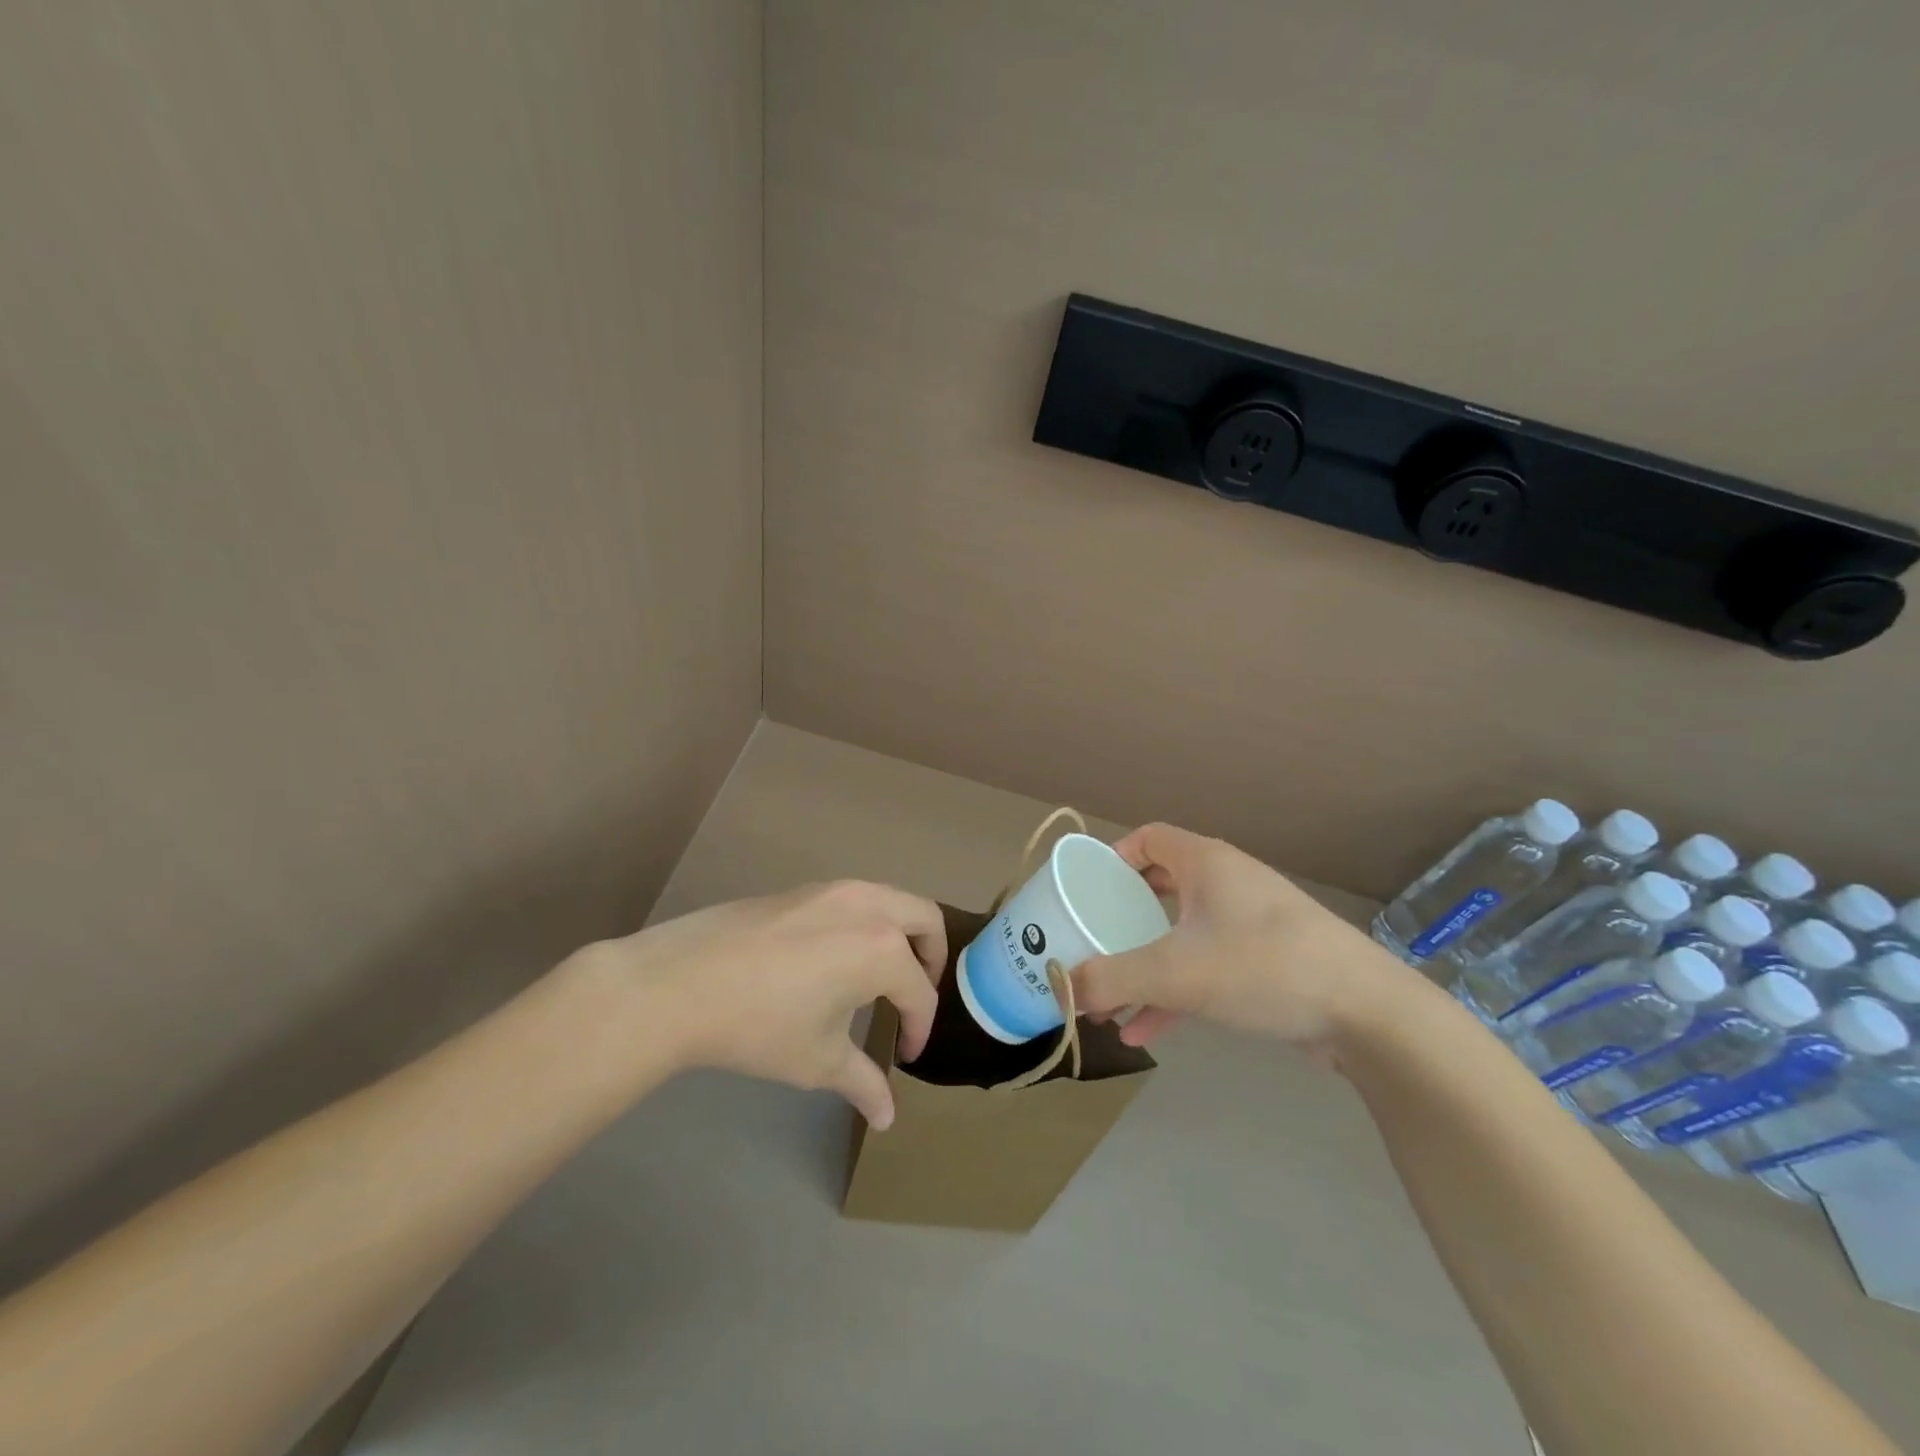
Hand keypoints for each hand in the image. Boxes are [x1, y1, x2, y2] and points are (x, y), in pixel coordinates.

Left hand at [584, 881, 944, 1129]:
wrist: (680, 983)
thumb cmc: (760, 1025)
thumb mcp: (818, 1060)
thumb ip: (863, 1083)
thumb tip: (887, 1118)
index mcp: (882, 950)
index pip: (920, 993)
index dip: (918, 1029)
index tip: (904, 1056)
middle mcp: (869, 907)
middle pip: (926, 919)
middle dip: (932, 958)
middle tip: (915, 996)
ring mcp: (835, 890)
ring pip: (892, 899)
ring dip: (901, 933)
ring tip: (881, 975)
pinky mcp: (804, 889)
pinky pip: (856, 898)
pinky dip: (867, 922)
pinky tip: (836, 958)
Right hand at [1071, 824, 1408, 1052]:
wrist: (1366, 1013)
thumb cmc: (1263, 966)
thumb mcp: (1176, 973)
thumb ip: (1112, 979)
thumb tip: (1060, 988)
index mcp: (1205, 863)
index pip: (1148, 838)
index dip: (1113, 857)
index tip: (1087, 890)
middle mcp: (1227, 884)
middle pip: (1160, 888)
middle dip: (1122, 919)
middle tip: (1091, 942)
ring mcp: (1250, 924)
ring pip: (1181, 934)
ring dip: (1144, 965)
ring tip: (1108, 1000)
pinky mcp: (1267, 962)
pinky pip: (1206, 967)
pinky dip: (1175, 992)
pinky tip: (1145, 1031)